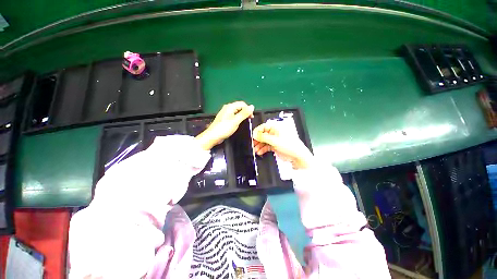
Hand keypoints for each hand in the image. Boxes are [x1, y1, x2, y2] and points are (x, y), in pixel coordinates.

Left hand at [196, 101, 253, 149]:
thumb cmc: (224, 128)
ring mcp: (226, 113)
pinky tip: (238, 123)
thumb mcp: (236, 121)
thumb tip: (252, 107)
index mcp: (230, 107)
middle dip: (245, 112)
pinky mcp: (225, 118)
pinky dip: (237, 119)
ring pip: (237, 112)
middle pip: (239, 107)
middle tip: (248, 120)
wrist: (214, 136)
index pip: (242, 104)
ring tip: (244, 122)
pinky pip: (233, 116)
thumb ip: (244, 113)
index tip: (251, 117)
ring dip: (242, 116)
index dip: (248, 109)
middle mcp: (227, 108)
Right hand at [252, 122, 312, 169]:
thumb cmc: (288, 145)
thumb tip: (254, 134)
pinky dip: (263, 149)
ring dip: (259, 145)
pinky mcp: (274, 146)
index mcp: (275, 128)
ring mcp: (274, 140)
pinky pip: (266, 146)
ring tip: (255, 150)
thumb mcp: (275, 141)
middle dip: (257, 140)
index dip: (257, 131)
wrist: (297, 156)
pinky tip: (259, 152)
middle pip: (262, 135)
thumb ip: (263, 137)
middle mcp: (274, 133)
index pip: (263, 127)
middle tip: (252, 145)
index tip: (252, 137)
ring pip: (264, 141)